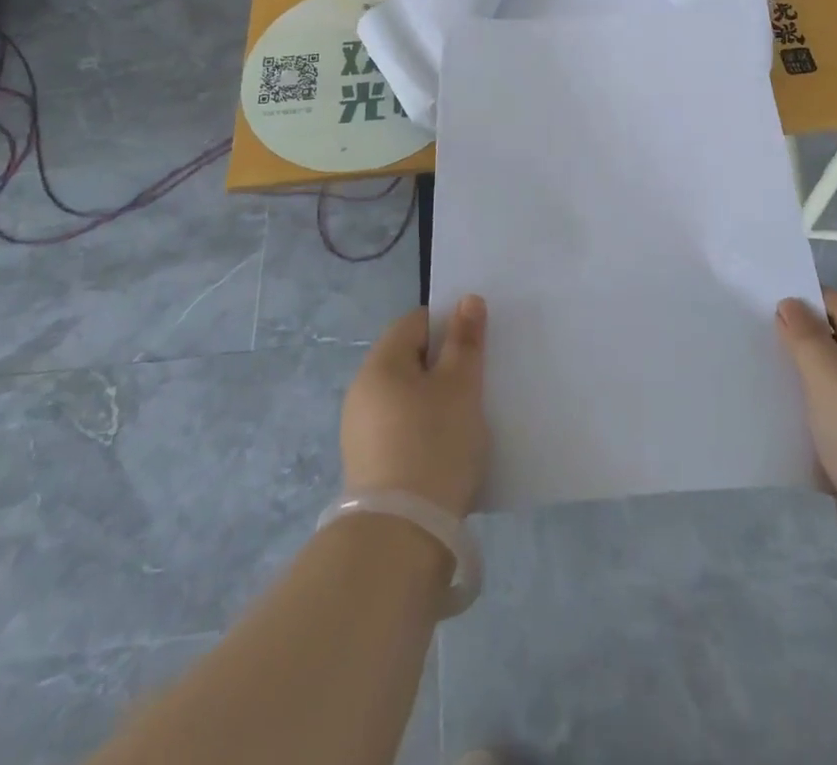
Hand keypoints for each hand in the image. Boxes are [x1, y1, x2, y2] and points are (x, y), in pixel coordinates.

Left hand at [341, 296, 488, 518]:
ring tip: (466, 419)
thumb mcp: (460, 386)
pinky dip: (423, 429)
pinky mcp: (367, 464)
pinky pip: (400, 428)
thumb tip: (467, 300)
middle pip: (409, 358)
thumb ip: (465, 341)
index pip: (415, 322)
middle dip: (443, 365)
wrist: (401, 537)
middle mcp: (362, 390)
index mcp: (380, 363)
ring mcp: (359, 430)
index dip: (448, 326)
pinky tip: (445, 450)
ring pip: (406, 396)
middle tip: (477, 383)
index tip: (476, 348)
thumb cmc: (434, 445)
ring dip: (434, 399)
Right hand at [776, 288, 836, 565]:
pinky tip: (790, 428)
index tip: (766, 310)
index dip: (807, 303)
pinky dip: (819, 422)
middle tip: (760, 344)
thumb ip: (805, 336)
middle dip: (804, 344)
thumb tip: (791, 304)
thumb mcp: (828, 376)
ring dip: (809, 385)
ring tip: (768, 383)